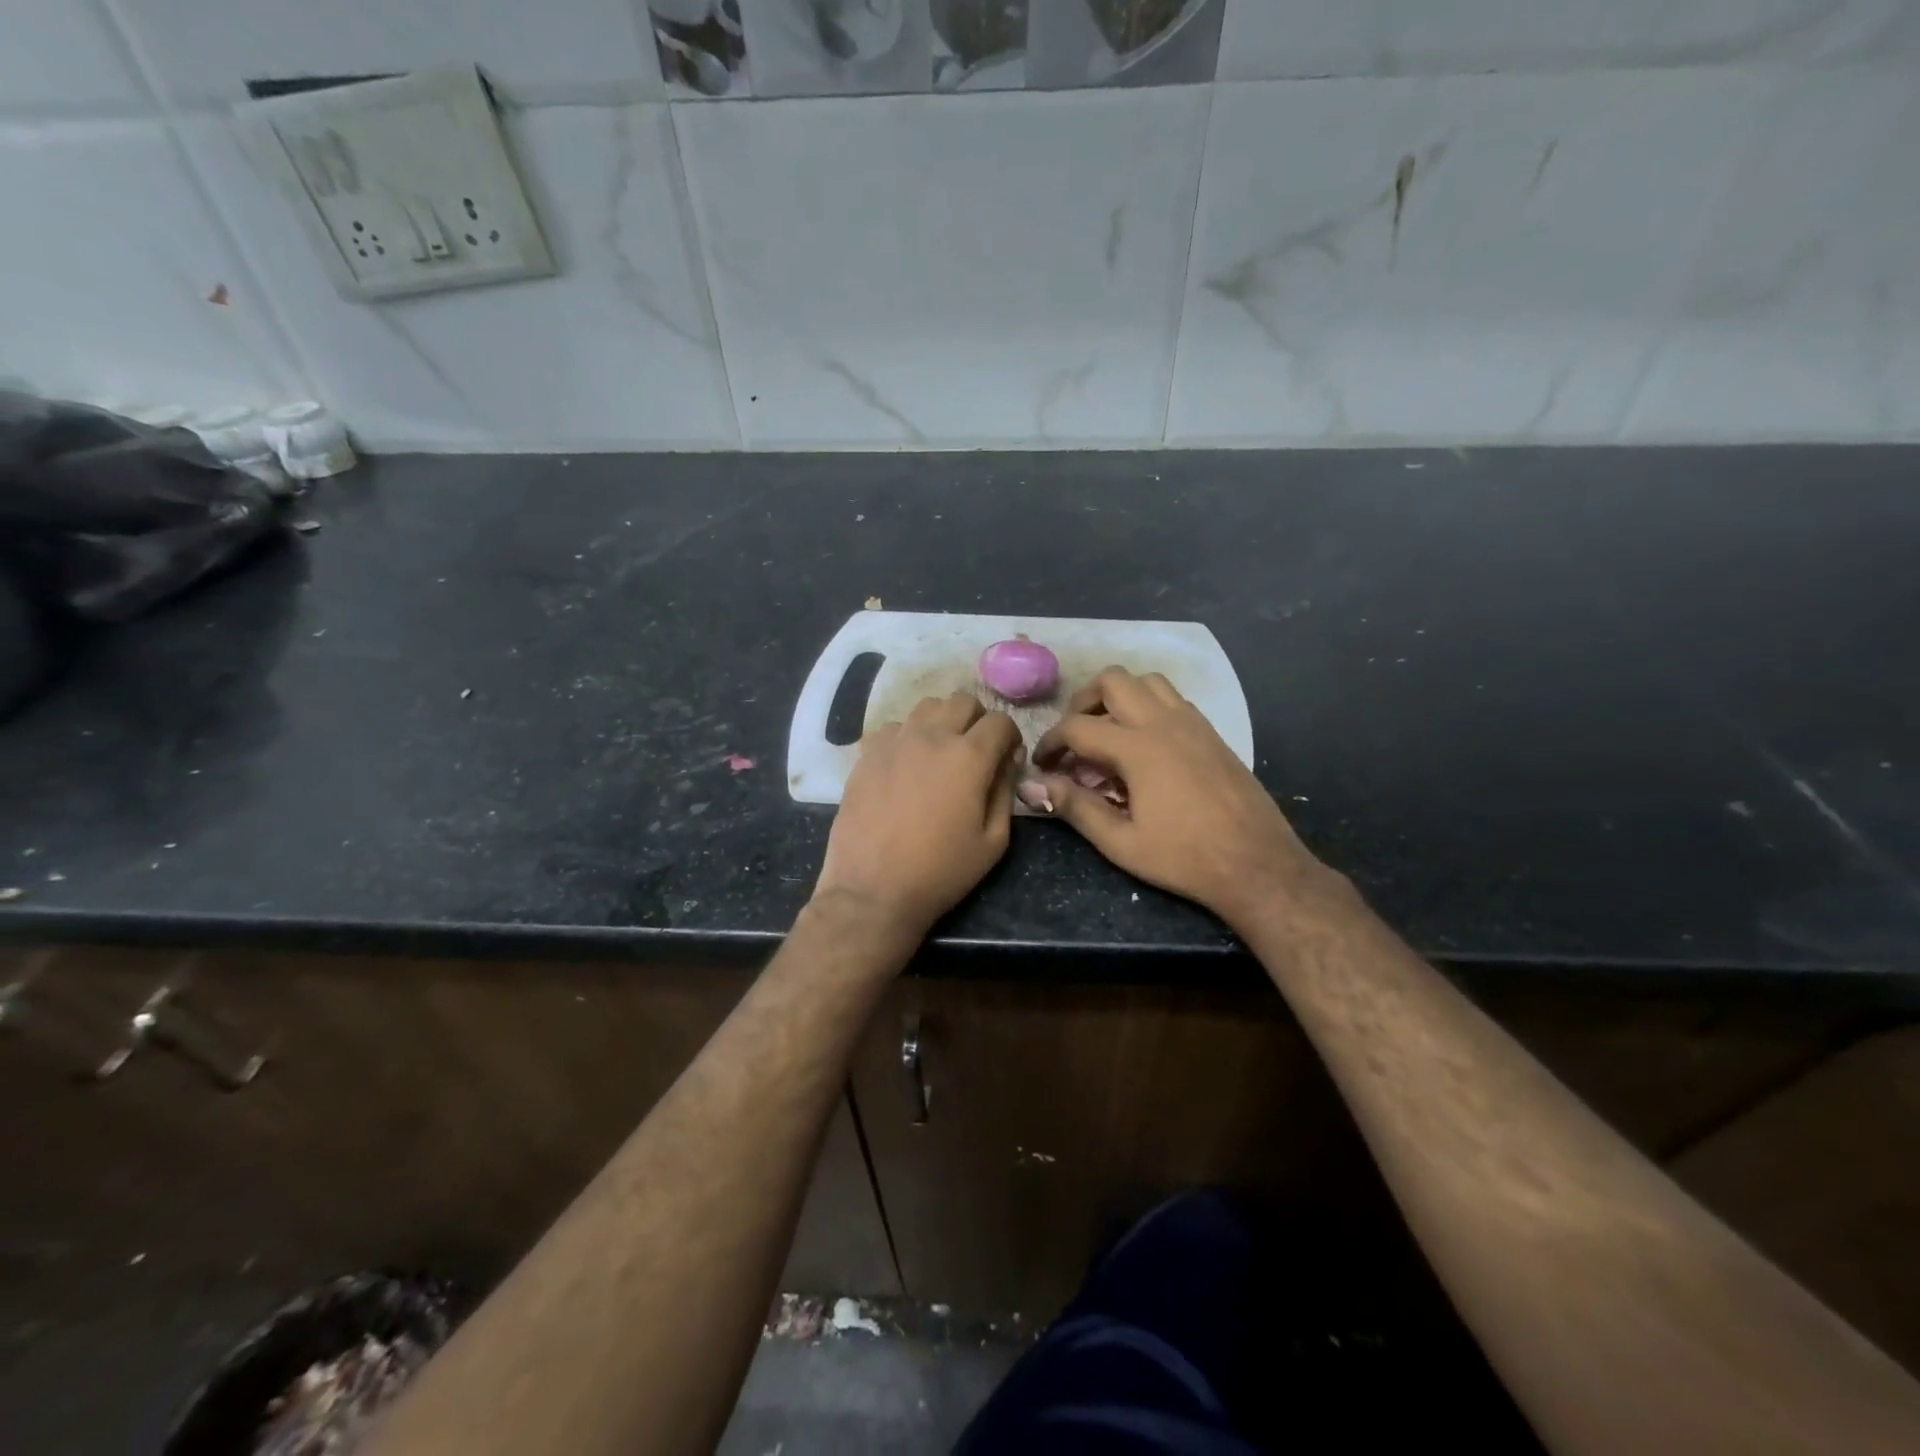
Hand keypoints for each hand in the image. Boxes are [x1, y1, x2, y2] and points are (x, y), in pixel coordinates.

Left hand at [813, 691, 1023, 938]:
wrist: (873, 889)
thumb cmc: (941, 871)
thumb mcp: (993, 841)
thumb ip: (1006, 791)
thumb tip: (1009, 759)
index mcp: (969, 756)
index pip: (1000, 721)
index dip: (1010, 736)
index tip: (1007, 757)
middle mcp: (932, 736)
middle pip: (963, 701)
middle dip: (977, 720)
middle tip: (975, 751)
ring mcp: (894, 741)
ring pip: (926, 707)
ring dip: (941, 722)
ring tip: (939, 753)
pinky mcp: (867, 754)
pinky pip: (894, 727)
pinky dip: (907, 736)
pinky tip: (906, 765)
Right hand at [1034, 668, 1337, 926]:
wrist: (1258, 864)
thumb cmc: (1185, 858)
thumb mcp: (1121, 842)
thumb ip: (1075, 808)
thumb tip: (1033, 787)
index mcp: (1139, 749)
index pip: (1077, 727)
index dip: (1050, 742)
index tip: (1042, 765)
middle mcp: (1164, 723)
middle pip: (1112, 681)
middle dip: (1082, 703)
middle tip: (1074, 738)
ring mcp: (1193, 723)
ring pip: (1146, 681)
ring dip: (1119, 697)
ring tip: (1108, 733)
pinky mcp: (1211, 733)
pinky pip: (1172, 699)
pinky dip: (1148, 706)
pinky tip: (1144, 744)